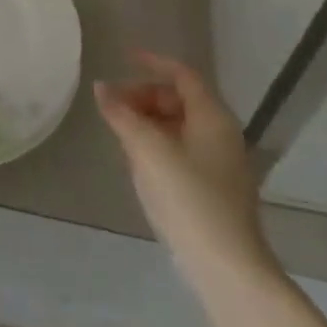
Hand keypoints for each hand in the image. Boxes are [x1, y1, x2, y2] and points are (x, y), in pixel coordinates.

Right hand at [95, 51, 276, 279]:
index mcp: (212, 117)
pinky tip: (139, 162)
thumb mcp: (148, 151)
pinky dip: (159, 144)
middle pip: (180, 100)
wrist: (226, 268)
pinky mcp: (216, 190)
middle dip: (145, 96)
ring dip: (149, 121)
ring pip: (180, 127)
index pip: (182, 75)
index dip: (153, 62)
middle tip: (114, 106)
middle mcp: (222, 134)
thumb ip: (122, 115)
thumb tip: (101, 88)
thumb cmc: (188, 198)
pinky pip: (183, 150)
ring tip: (120, 133)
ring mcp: (222, 164)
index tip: (123, 58)